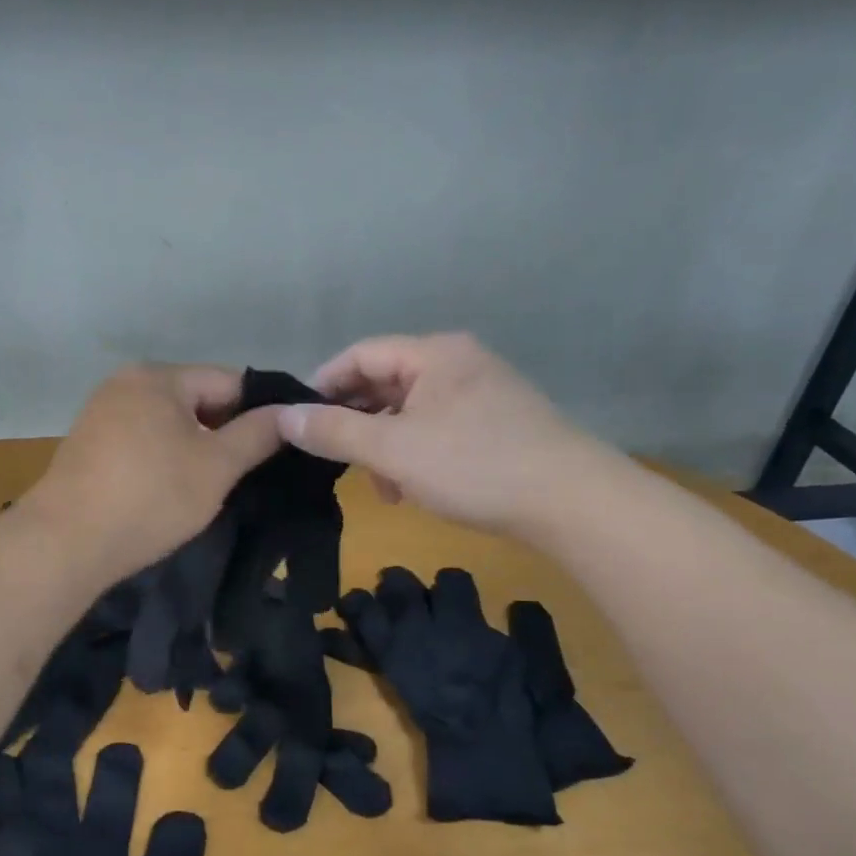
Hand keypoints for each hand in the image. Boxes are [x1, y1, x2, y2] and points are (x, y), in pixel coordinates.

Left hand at [24, 365, 283, 579]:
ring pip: (169, 423)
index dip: (260, 412)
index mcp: (158, 376)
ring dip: (194, 447)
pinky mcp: (87, 444)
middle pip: (196, 399)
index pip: (229, 381)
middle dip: (224, 432)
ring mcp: (101, 412)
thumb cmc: (150, 497)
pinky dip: (163, 458)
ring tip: (211, 485)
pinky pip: (141, 440)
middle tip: (246, 473)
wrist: (66, 542)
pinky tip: (169, 489)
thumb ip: (258, 434)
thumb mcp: (217, 467)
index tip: (279, 447)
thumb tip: (291, 413)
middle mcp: (126, 382)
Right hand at [277, 333, 618, 536]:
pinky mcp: (498, 424)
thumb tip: (283, 418)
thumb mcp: (393, 450)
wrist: (572, 502)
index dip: (323, 384)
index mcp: (434, 353)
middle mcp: (459, 362)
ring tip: (381, 487)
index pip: (360, 354)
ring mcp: (483, 392)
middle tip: (335, 460)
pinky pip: (438, 429)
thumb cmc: (474, 465)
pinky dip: (416, 454)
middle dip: (356, 423)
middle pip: (386, 382)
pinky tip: (414, 488)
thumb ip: (334, 432)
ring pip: (411, 411)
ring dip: (386, 446)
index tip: (298, 421)